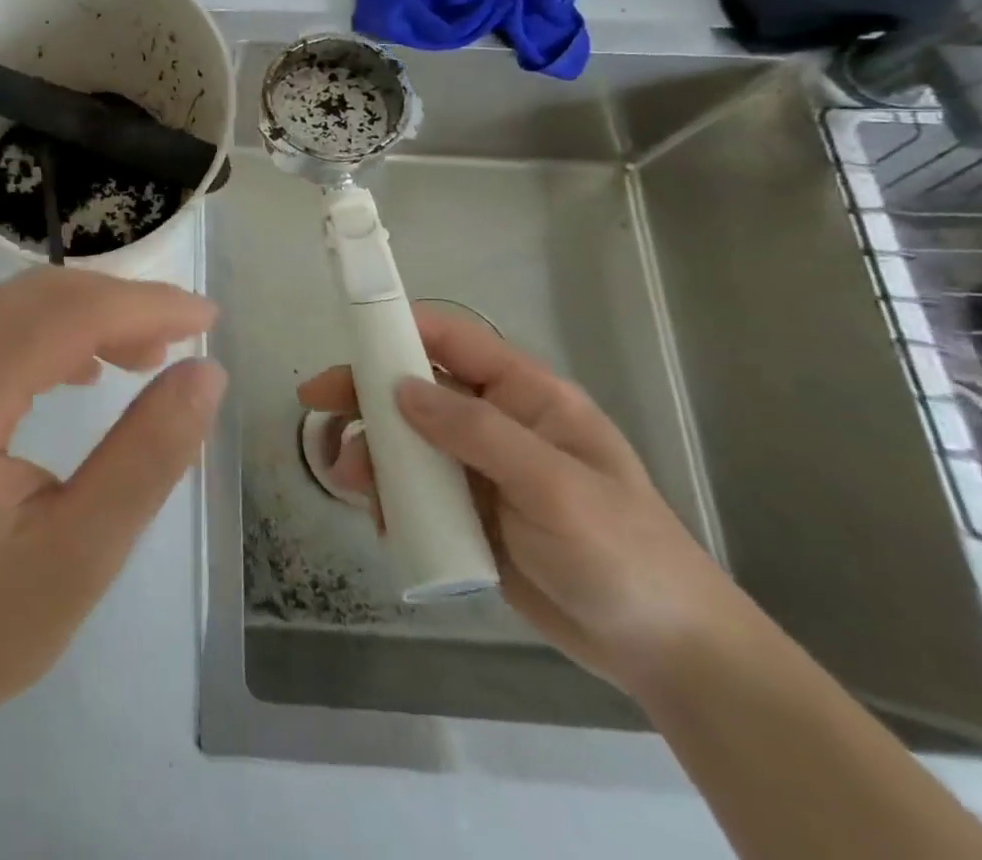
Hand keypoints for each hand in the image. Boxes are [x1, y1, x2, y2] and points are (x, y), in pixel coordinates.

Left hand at [0, 267, 224, 737]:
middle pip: (38, 296)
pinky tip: (84, 371)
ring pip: (15, 306)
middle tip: (185, 339)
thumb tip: (205, 373)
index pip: (65, 315)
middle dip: (120, 305)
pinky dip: (49, 335)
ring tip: (147, 357)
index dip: (144, 306)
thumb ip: (145, 459)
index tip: (209, 317)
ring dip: (86, 317)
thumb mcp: (74, 560)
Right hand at [297, 306, 746, 693]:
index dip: (399, 326)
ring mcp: (478, 468)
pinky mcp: (466, 512)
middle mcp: (494, 422)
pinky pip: (411, 489)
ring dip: (369, 452)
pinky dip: (386, 496)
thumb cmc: (624, 556)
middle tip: (316, 404)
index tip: (348, 334)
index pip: (451, 340)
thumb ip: (477, 432)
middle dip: (363, 393)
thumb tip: (400, 389)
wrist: (665, 655)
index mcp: (524, 396)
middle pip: (413, 387)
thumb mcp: (555, 488)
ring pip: (404, 439)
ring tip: (348, 482)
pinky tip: (381, 519)